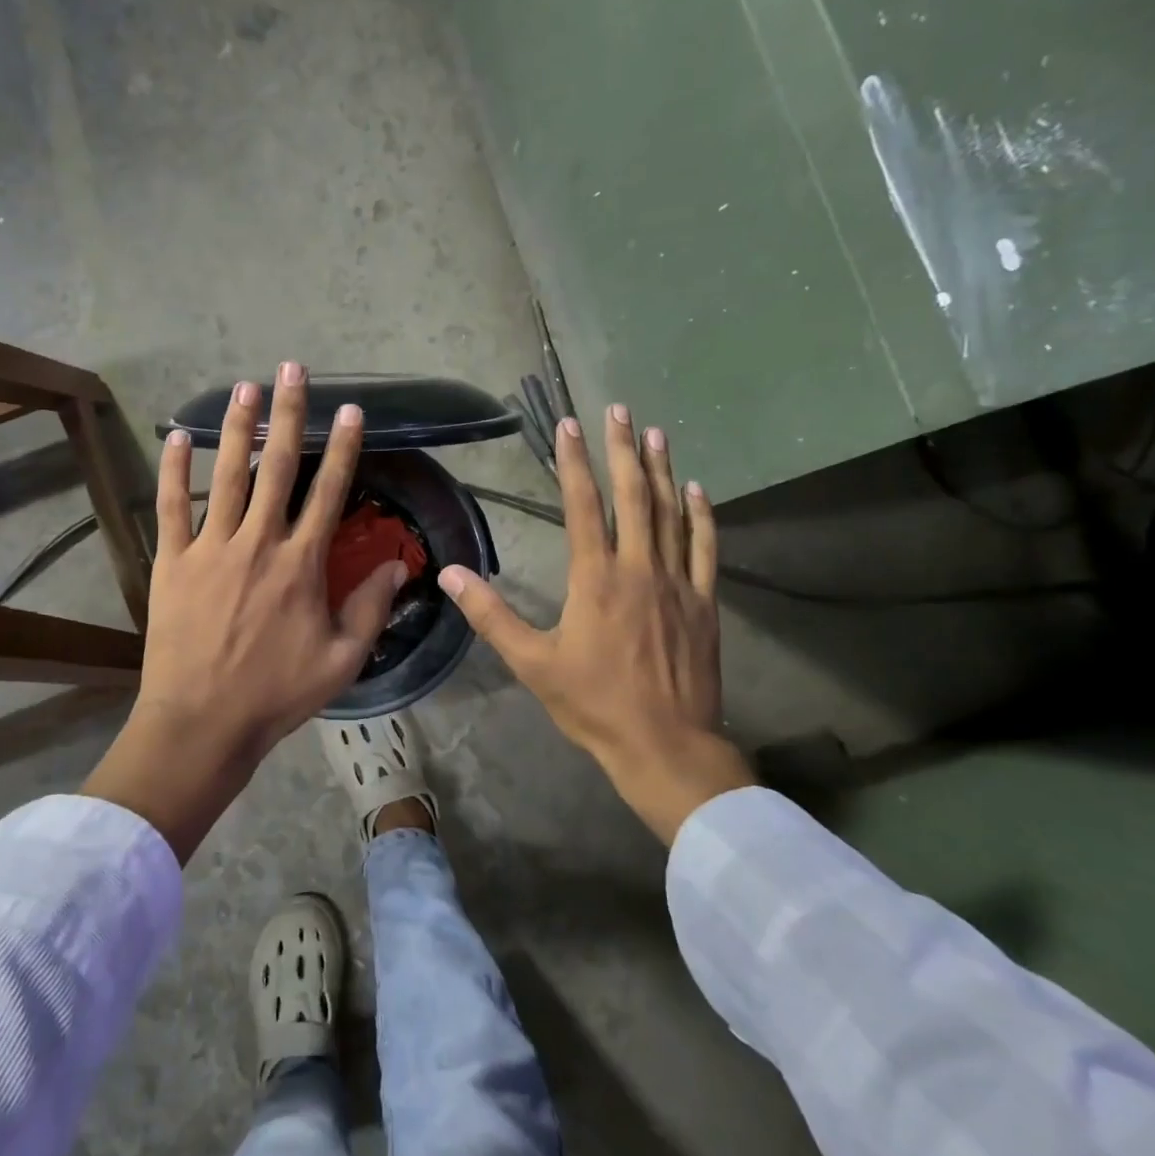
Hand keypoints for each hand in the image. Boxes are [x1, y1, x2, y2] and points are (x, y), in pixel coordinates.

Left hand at [82, 363, 404, 860]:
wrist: (203, 722)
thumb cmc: (277, 694)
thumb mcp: (342, 660)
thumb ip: (372, 608)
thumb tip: (401, 565)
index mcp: (301, 564)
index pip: (329, 492)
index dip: (343, 448)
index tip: (351, 411)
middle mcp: (258, 543)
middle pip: (277, 468)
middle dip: (289, 414)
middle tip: (292, 369)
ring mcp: (210, 548)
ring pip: (226, 475)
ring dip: (237, 427)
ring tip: (244, 386)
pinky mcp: (172, 562)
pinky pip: (170, 507)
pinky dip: (173, 470)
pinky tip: (176, 436)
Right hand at [438, 406, 753, 844]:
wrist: (665, 745)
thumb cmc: (594, 704)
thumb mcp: (532, 663)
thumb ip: (491, 615)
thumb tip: (450, 575)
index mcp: (595, 579)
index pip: (584, 506)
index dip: (575, 463)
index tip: (570, 426)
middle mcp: (639, 569)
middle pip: (633, 496)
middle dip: (623, 450)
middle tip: (619, 410)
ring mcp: (677, 583)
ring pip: (670, 514)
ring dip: (662, 471)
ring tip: (655, 433)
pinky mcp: (704, 603)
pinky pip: (705, 549)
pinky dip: (702, 516)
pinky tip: (698, 491)